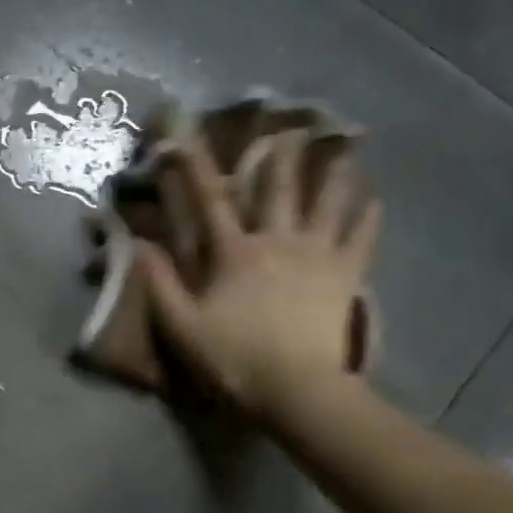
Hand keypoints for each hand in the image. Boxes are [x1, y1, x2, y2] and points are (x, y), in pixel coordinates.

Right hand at [139, 129, 380, 425]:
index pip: (210, 201)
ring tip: (344, 146)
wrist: (296, 389)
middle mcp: (277, 240)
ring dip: (333, 172)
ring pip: (328, 202)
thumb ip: (160, 285)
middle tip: (288, 123)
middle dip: (279, 154)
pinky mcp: (346, 275)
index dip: (194, 167)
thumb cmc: (234, 359)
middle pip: (278, 188)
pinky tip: (375, 200)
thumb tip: (137, 244)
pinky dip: (368, 217)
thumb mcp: (183, 328)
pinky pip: (361, 238)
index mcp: (235, 253)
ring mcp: (317, 254)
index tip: (183, 137)